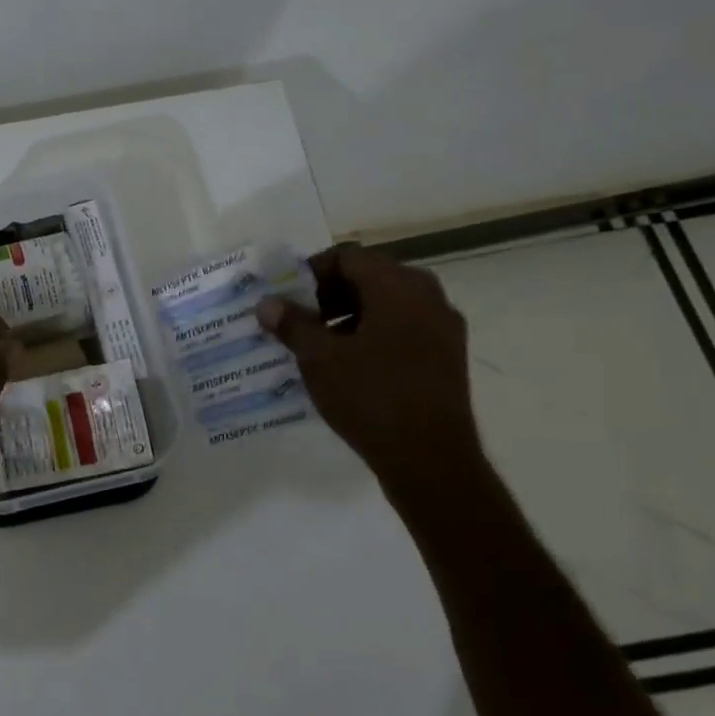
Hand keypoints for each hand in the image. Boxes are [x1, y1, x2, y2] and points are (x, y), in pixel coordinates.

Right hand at [257, 245, 480, 484]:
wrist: (430, 459)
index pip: (348, 256)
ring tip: (318, 344)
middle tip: (298, 319)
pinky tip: (347, 364)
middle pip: (369, 276)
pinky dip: (372, 333)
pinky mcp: (447, 355)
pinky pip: (402, 327)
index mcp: (398, 286)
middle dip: (328, 293)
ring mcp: (443, 326)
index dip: (311, 271)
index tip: (286, 297)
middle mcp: (428, 296)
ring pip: (387, 303)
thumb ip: (292, 324)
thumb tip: (267, 303)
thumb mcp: (319, 358)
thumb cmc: (371, 397)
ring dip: (349, 314)